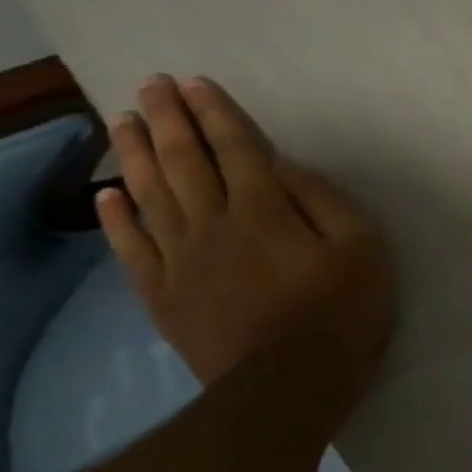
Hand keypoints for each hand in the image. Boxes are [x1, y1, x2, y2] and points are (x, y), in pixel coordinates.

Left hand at [98, 75, 393, 397]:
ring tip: (123, 121)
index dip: (216, 114)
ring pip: (150, 196)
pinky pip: (132, 248)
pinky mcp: (164, 295)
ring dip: (136, 155)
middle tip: (150, 86)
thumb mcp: (362, 248)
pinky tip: (109, 194)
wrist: (288, 387)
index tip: (195, 84)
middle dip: (169, 120)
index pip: (237, 150)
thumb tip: (284, 169)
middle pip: (186, 163)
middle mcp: (214, 225)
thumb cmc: (340, 311)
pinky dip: (118, 218)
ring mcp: (181, 261)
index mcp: (265, 211)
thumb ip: (324, 201)